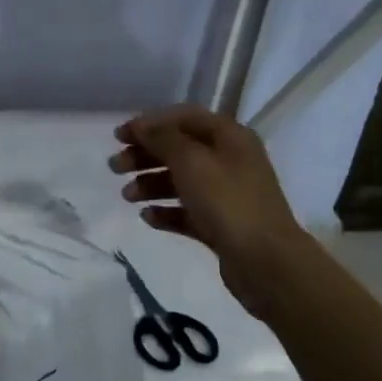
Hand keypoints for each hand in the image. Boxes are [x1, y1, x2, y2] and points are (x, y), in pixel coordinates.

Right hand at [110, 105, 305, 316]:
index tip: (119, 136)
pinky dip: (166, 211)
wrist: (266, 263)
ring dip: (150, 184)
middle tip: (115, 167)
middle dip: (145, 155)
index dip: (150, 123)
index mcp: (230, 137)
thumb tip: (141, 125)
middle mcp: (230, 160)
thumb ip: (163, 139)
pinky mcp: (221, 224)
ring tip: (127, 196)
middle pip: (179, 149)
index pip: (184, 117)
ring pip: (181, 180)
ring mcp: (227, 194)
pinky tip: (147, 218)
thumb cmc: (227, 202)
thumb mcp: (191, 161)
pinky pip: (187, 211)